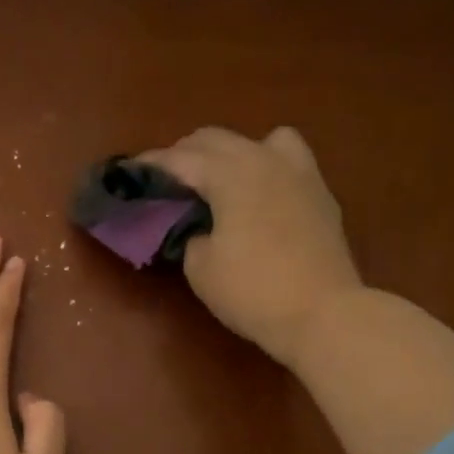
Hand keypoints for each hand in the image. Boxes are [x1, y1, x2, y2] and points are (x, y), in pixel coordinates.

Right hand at [137, 127, 361, 367]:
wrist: (323, 314)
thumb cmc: (252, 291)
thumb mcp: (200, 267)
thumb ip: (190, 234)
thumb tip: (198, 226)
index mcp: (231, 173)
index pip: (180, 158)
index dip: (151, 165)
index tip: (129, 172)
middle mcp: (265, 159)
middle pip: (216, 138)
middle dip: (186, 154)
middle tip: (167, 181)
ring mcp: (299, 172)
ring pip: (260, 139)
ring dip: (231, 152)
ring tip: (219, 180)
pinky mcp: (320, 193)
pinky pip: (287, 161)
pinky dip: (264, 168)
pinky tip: (257, 197)